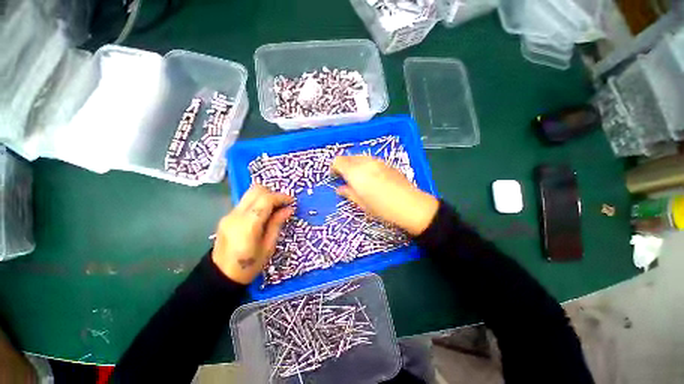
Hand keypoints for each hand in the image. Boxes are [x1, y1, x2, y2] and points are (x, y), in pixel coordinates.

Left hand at [211, 185, 293, 283]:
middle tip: (283, 204)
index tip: (292, 202)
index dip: (281, 197)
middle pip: (256, 190)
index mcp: (248, 225)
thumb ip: (277, 224)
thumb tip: (288, 209)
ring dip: (265, 197)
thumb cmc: (249, 265)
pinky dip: (258, 203)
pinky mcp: (227, 216)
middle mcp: (236, 215)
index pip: (266, 199)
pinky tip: (264, 214)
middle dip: (273, 193)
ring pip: (250, 194)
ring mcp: (229, 214)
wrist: (221, 276)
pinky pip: (246, 202)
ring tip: (275, 209)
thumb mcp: (269, 246)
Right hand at [332, 156, 438, 235]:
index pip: (338, 161)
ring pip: (360, 157)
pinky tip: (370, 176)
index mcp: (355, 172)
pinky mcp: (387, 163)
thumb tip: (340, 189)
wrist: (410, 205)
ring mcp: (377, 161)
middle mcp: (365, 162)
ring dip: (354, 164)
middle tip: (344, 178)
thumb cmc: (382, 208)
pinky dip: (365, 165)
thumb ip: (349, 193)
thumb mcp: (362, 204)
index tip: (334, 176)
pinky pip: (370, 160)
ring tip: (357, 177)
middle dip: (344, 165)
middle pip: (348, 157)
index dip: (334, 167)